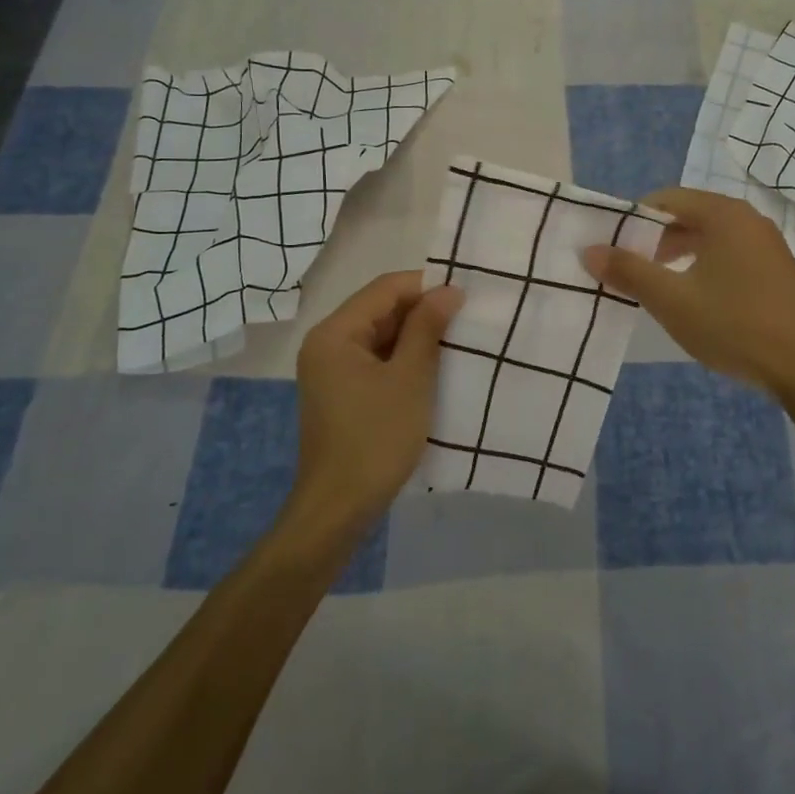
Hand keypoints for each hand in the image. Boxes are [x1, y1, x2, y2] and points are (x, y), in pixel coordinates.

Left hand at [288, 272, 462, 540]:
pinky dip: (403, 358)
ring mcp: (331, 369)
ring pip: (380, 335)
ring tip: (458, 341)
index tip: (466, 295)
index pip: (385, 288)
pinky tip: (434, 367)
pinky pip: (375, 360)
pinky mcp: (341, 392)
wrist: (339, 508)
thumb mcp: (410, 378)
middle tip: (467, 318)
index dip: (426, 286)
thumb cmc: (376, 438)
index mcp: (335, 333)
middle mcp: (327, 343)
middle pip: (380, 309)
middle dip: (423, 311)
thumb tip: (449, 290)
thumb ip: (427, 328)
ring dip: (416, 335)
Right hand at [583, 187, 794, 394]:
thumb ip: (629, 271)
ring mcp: (767, 245)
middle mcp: (748, 219)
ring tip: (656, 286)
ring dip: (677, 256)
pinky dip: (703, 267)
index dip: (633, 220)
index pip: (666, 199)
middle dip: (654, 240)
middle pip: (688, 216)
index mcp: (724, 215)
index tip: (612, 249)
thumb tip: (589, 251)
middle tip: (628, 270)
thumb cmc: (734, 325)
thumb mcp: (671, 300)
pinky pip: (729, 256)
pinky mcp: (776, 270)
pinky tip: (694, 299)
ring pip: (709, 238)